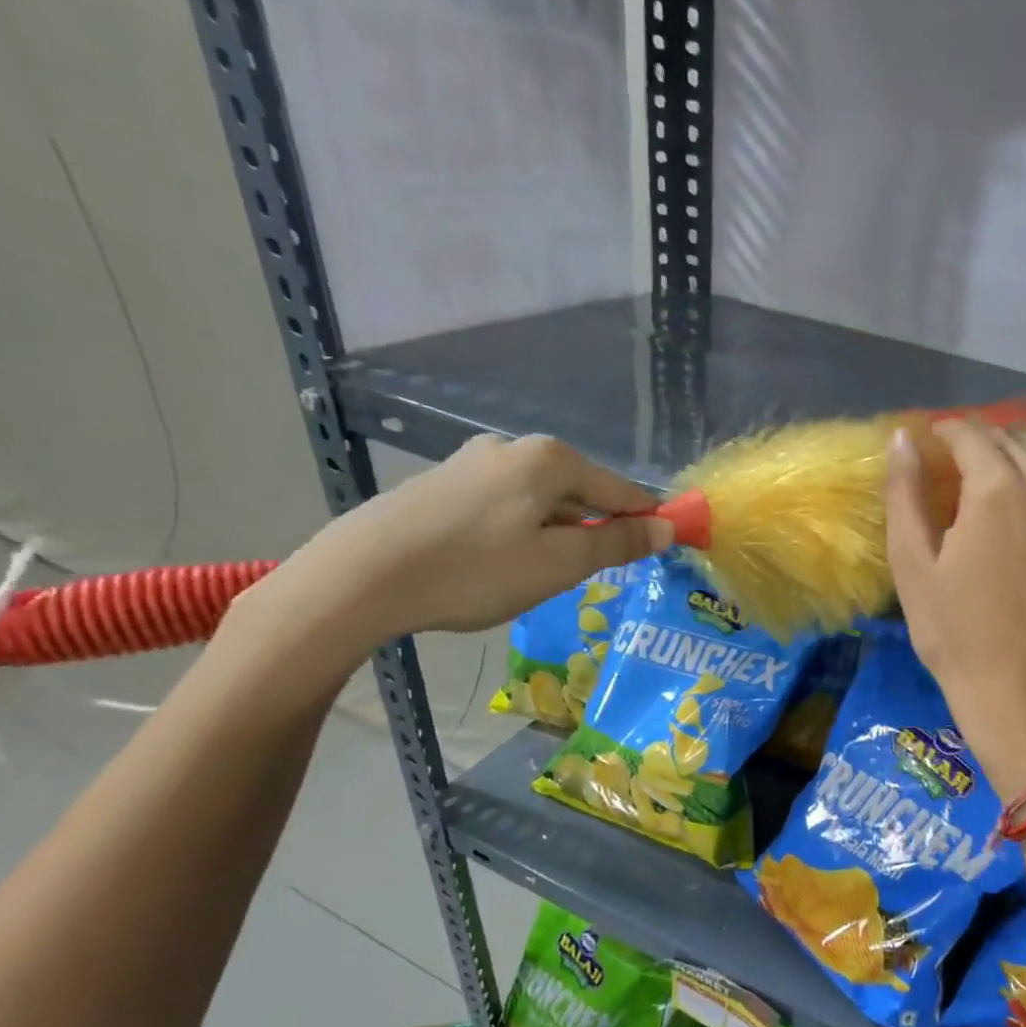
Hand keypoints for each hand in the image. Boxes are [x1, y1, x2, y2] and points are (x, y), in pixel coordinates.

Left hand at [264, 434, 670, 653]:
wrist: (359, 577)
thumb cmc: (475, 571)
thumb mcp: (560, 563)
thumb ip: (617, 542)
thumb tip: (666, 528)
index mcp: (550, 460)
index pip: (620, 490)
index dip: (645, 521)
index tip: (662, 549)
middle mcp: (513, 449)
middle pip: (578, 492)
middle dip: (593, 530)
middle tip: (590, 576)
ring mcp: (471, 463)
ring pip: (539, 501)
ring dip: (555, 534)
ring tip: (540, 577)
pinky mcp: (441, 485)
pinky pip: (504, 506)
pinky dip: (519, 532)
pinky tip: (499, 565)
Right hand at [884, 419, 1025, 797]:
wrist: (1021, 695)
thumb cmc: (954, 634)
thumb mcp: (913, 564)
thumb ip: (905, 493)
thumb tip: (902, 438)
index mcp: (998, 490)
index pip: (971, 434)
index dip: (944, 431)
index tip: (926, 443)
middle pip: (1013, 441)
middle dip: (978, 441)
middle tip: (950, 462)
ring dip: (1014, 456)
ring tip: (985, 479)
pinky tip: (1020, 514)